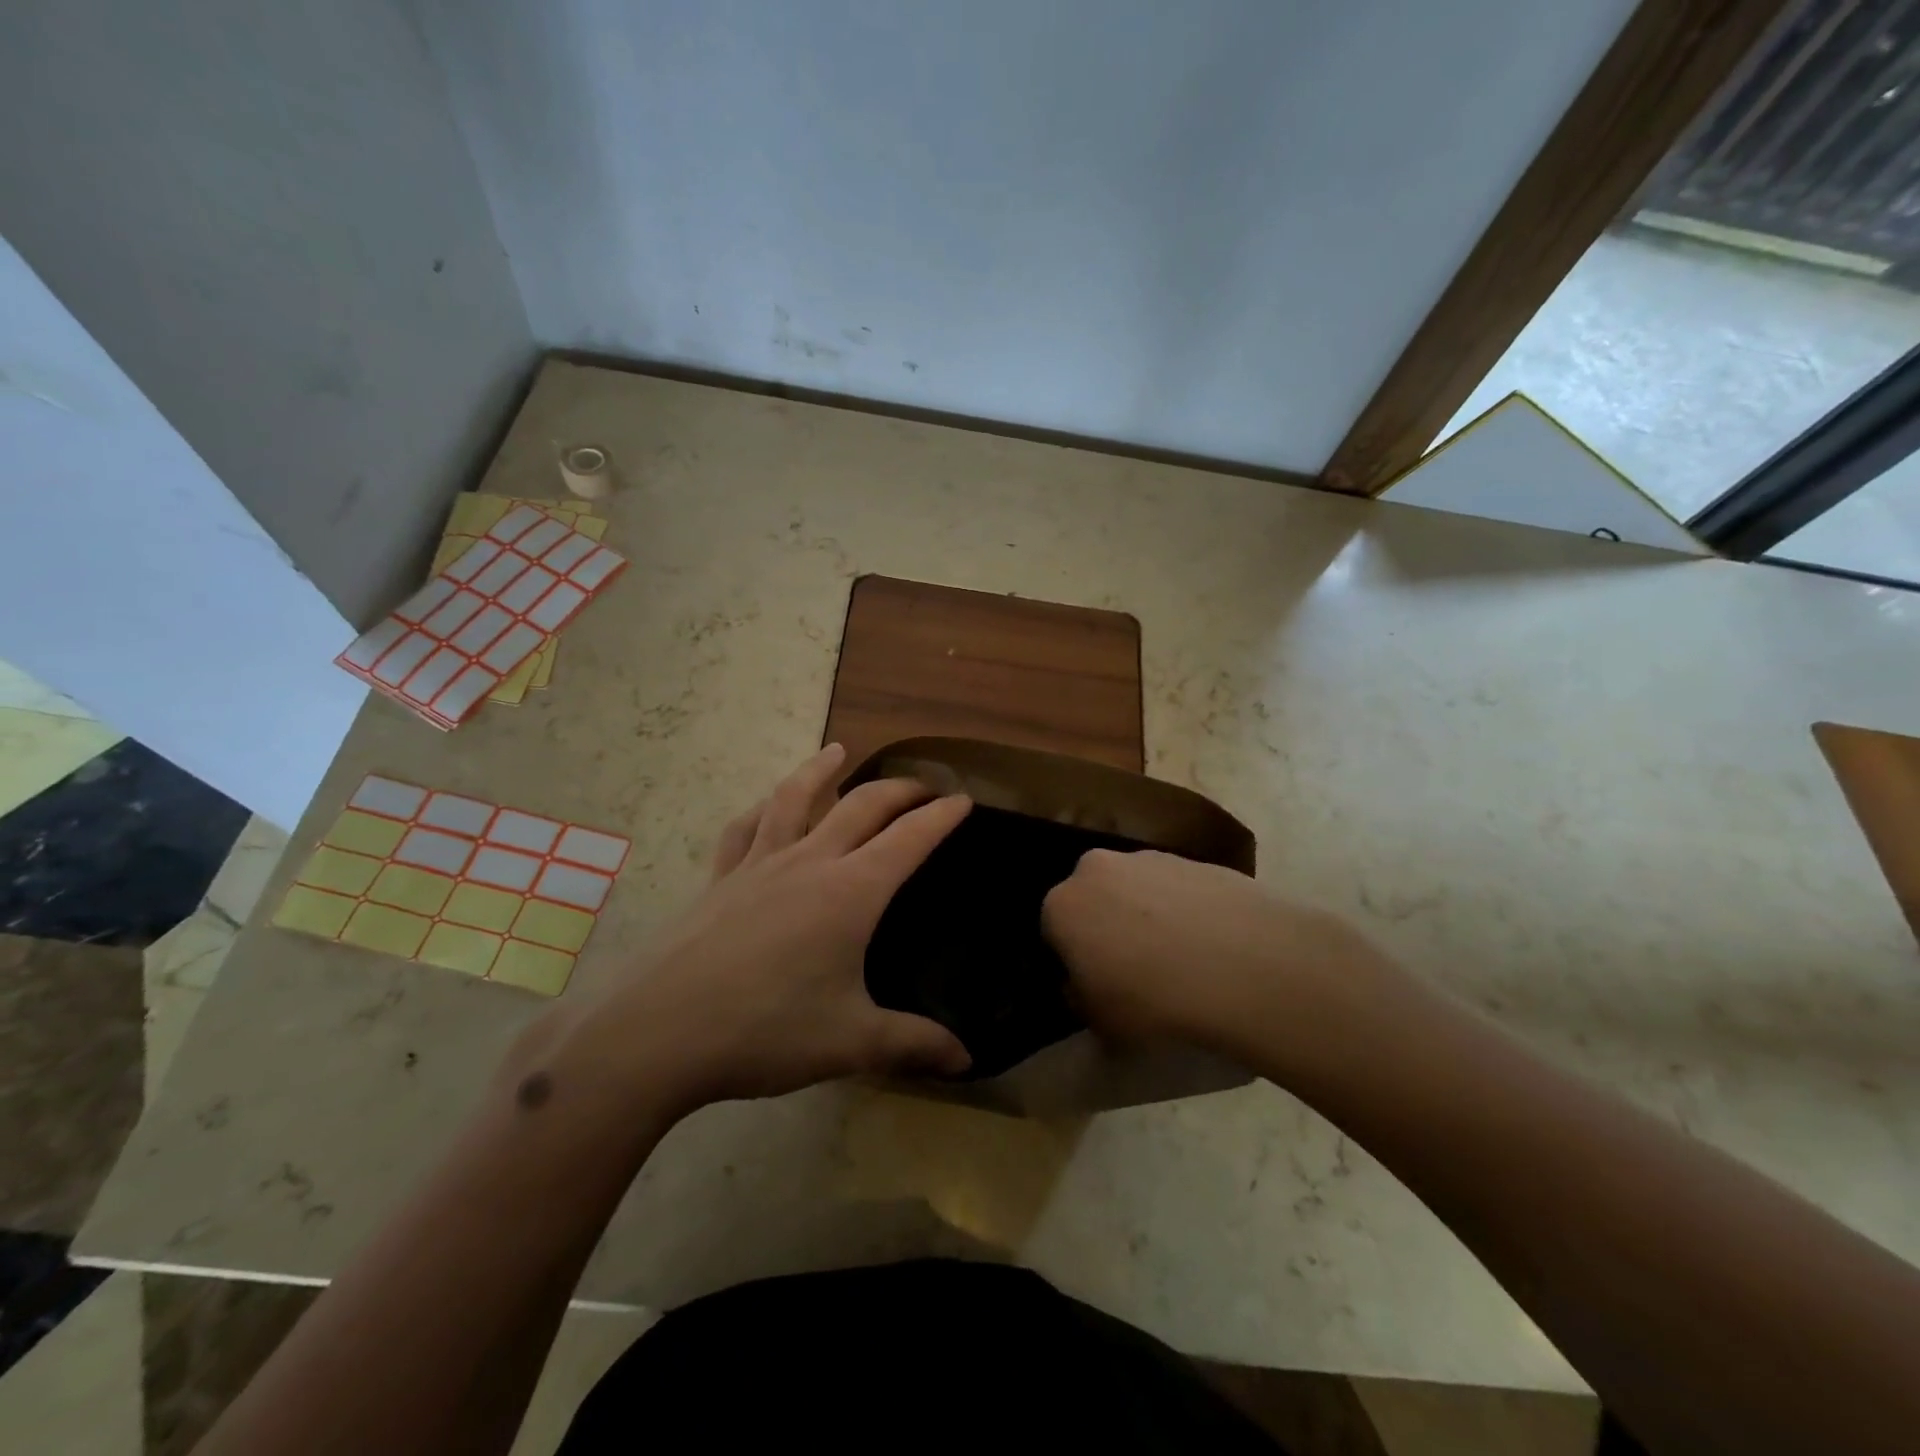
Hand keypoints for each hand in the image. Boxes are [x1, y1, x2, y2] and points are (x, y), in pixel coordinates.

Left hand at [547, 745, 972, 1114]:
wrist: (657, 1033)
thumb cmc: (765, 1031)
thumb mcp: (850, 1042)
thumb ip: (913, 1045)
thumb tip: (967, 1062)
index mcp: (850, 892)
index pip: (909, 839)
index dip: (941, 816)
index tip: (964, 798)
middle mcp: (808, 862)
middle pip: (861, 806)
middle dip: (899, 790)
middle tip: (924, 786)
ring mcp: (758, 865)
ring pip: (796, 798)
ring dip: (822, 770)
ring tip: (839, 750)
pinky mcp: (719, 880)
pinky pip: (745, 829)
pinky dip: (762, 808)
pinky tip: (766, 807)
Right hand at [1041, 849, 1406, 1072]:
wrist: (1242, 963)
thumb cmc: (1153, 998)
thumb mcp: (1101, 1021)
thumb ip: (1080, 999)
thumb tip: (1083, 987)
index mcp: (1062, 905)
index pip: (1053, 932)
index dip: (1073, 961)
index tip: (1096, 986)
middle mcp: (1096, 868)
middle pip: (1094, 900)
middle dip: (1106, 928)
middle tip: (1135, 969)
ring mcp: (1148, 857)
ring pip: (1135, 889)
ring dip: (1146, 915)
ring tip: (1179, 958)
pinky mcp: (1193, 858)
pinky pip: (1176, 888)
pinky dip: (1184, 909)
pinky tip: (1209, 945)